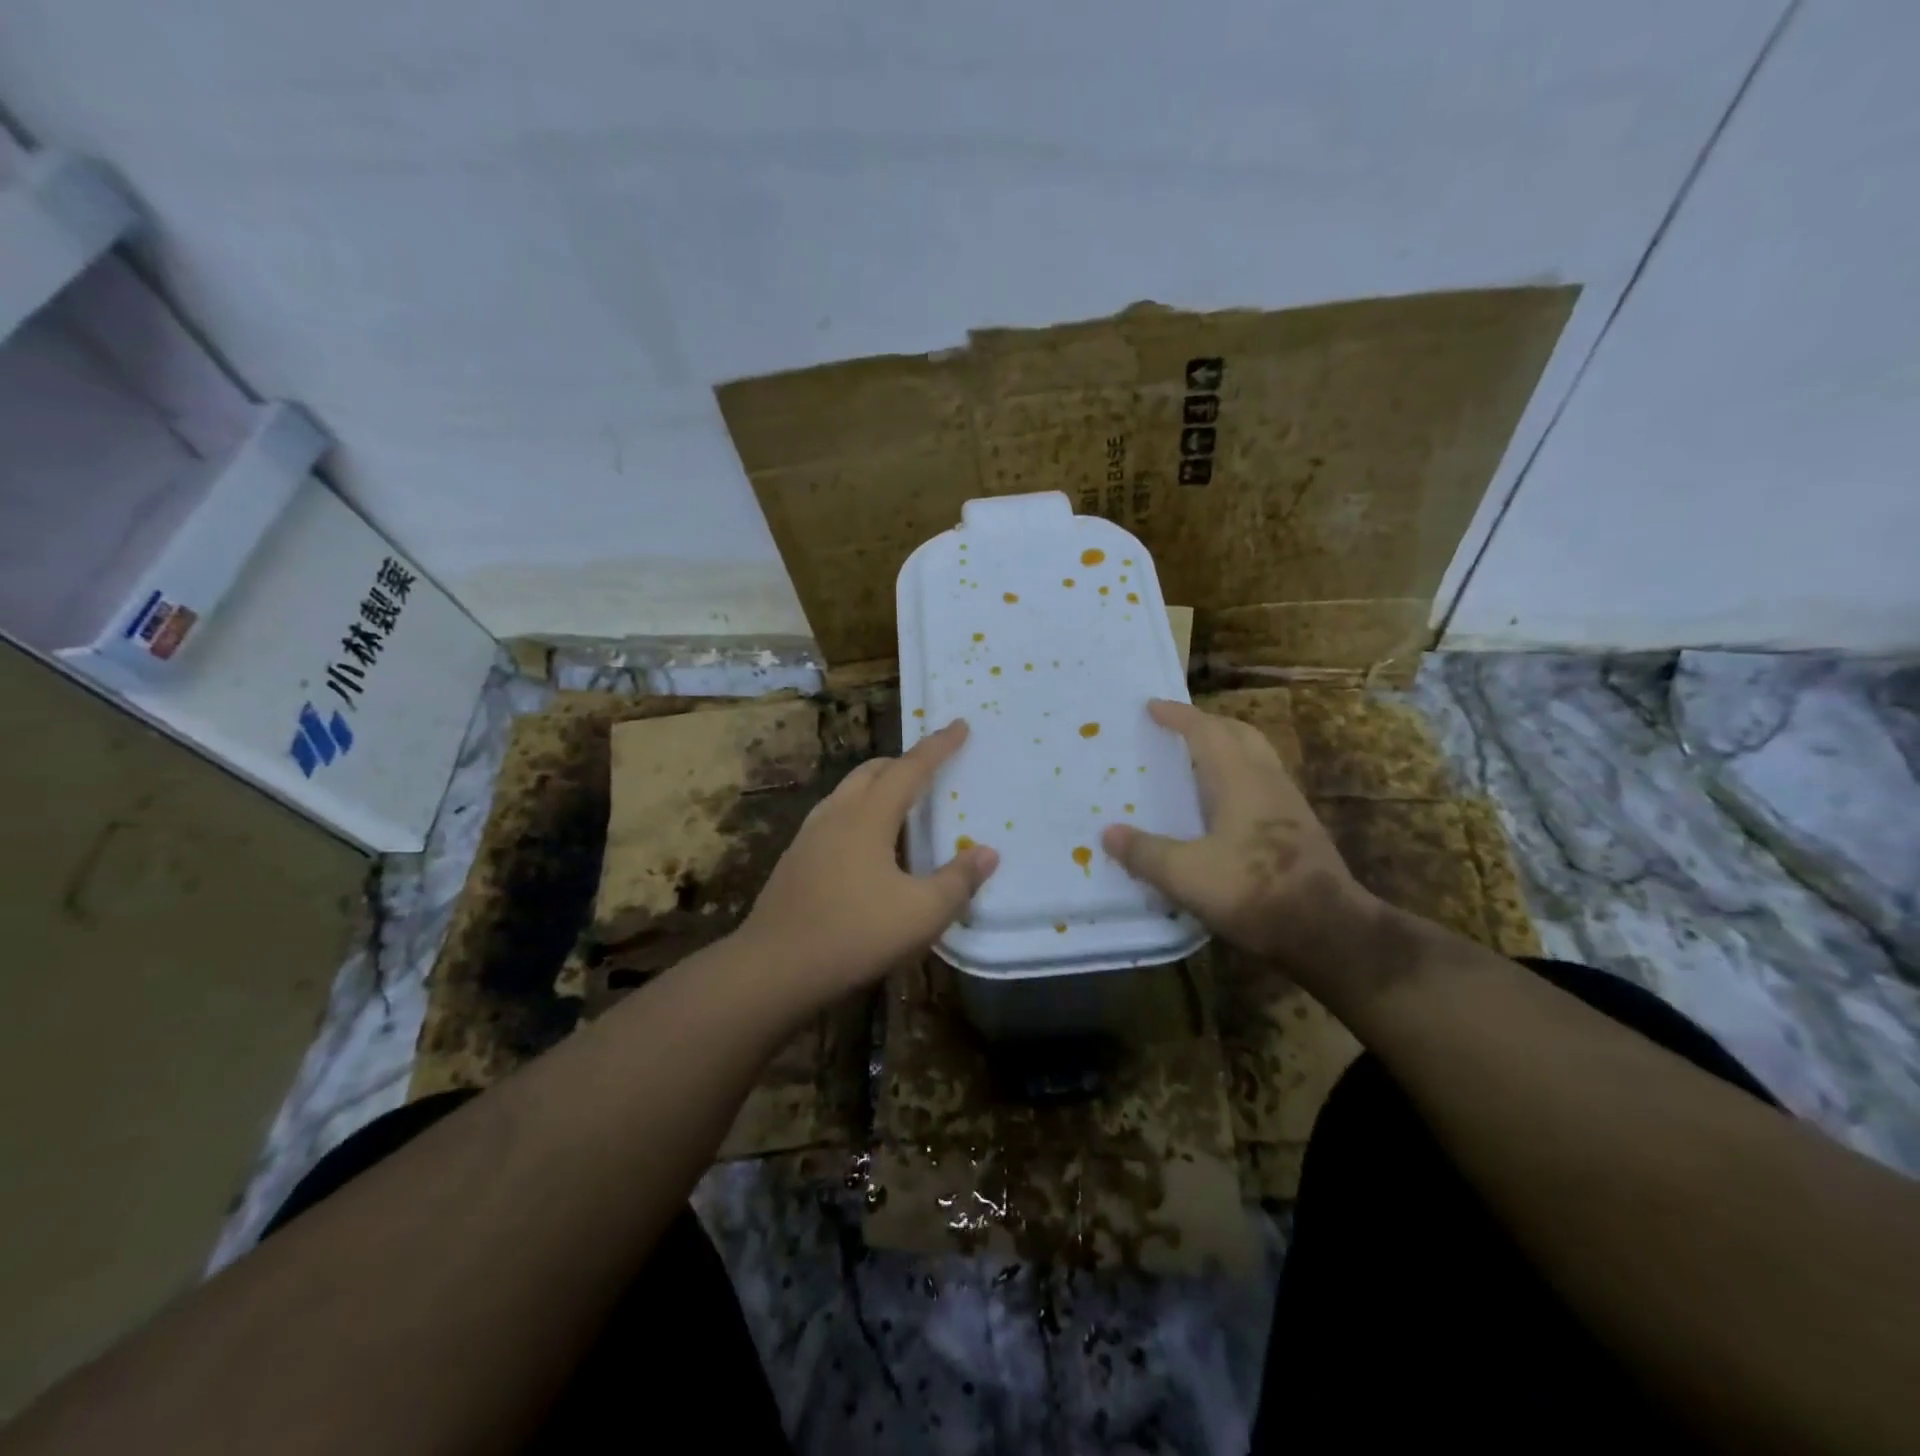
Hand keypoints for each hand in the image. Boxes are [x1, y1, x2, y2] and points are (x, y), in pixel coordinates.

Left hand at [739, 719, 998, 1007]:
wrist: (774, 967)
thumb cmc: (855, 933)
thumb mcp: (921, 913)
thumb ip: (958, 880)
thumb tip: (987, 853)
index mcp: (868, 816)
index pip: (911, 768)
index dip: (938, 746)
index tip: (959, 725)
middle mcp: (837, 814)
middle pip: (873, 771)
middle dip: (905, 763)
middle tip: (932, 771)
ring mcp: (810, 835)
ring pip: (849, 792)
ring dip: (878, 786)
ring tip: (901, 807)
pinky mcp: (796, 859)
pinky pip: (834, 817)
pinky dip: (859, 813)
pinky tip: (866, 847)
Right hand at [1102, 699, 1375, 976]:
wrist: (1328, 930)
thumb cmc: (1253, 891)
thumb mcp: (1185, 875)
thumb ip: (1145, 853)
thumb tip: (1108, 833)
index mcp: (1238, 779)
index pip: (1205, 731)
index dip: (1178, 716)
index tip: (1152, 706)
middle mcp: (1267, 780)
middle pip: (1239, 733)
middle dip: (1207, 723)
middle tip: (1178, 728)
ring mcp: (1289, 803)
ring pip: (1256, 756)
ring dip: (1227, 747)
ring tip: (1198, 761)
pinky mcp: (1299, 828)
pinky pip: (1264, 782)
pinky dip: (1239, 775)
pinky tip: (1225, 804)